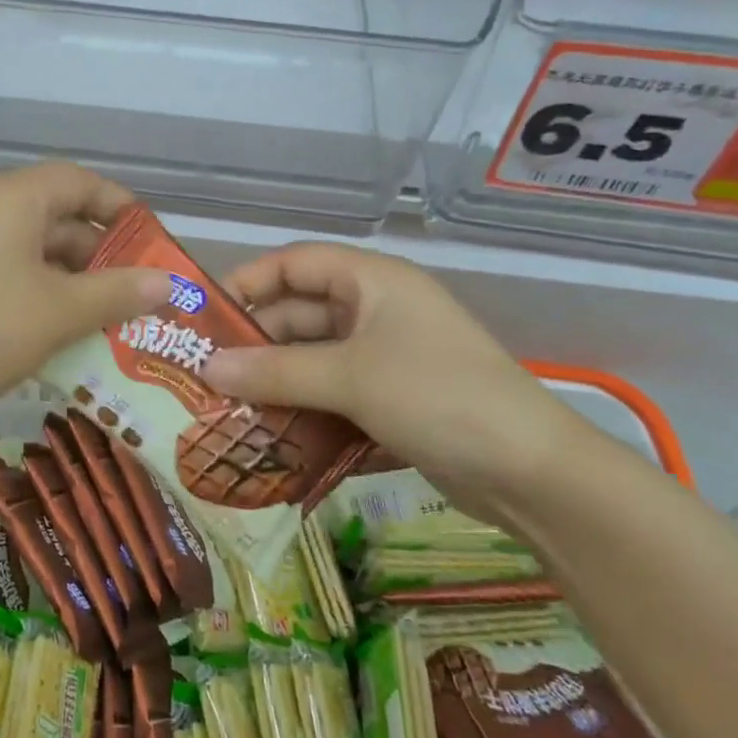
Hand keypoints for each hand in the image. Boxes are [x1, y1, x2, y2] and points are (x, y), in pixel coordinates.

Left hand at [0, 163, 169, 444]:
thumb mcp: (57, 312)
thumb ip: (116, 293)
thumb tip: (168, 282)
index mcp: (13, 200)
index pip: (79, 181)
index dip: (120, 206)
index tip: (154, 241)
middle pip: (62, 220)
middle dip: (106, 257)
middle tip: (146, 295)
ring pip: (40, 258)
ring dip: (81, 287)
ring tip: (121, 324)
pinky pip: (17, 284)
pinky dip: (50, 304)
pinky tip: (76, 339)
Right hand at [200, 243, 589, 517]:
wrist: (533, 474)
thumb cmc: (437, 396)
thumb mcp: (350, 378)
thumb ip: (275, 371)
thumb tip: (207, 368)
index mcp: (372, 282)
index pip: (296, 263)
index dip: (249, 282)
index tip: (205, 317)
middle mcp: (377, 312)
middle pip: (301, 315)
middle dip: (256, 344)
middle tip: (205, 376)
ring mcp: (387, 358)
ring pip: (315, 361)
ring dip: (277, 384)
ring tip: (225, 412)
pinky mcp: (394, 402)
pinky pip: (335, 396)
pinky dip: (305, 414)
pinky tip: (270, 440)